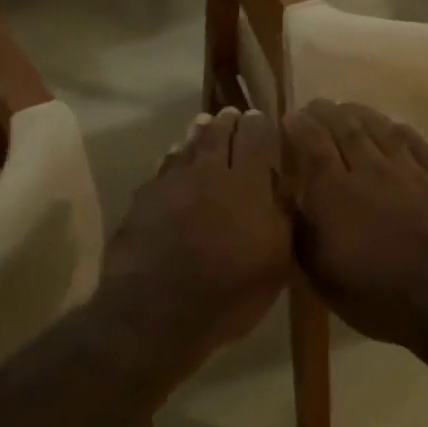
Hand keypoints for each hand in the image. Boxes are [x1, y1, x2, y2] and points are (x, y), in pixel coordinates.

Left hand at [97, 108, 296, 387]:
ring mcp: (171, 183)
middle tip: (232, 114)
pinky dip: (172, 158)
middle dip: (228, 122)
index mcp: (247, 184)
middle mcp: (209, 173)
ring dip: (198, 133)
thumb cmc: (228, 293)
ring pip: (187, 147)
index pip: (257, 139)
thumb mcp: (276, 262)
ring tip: (204, 123)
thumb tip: (284, 185)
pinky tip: (173, 158)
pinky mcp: (143, 199)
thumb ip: (283, 217)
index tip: (262, 117)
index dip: (261, 126)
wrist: (156, 312)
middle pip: (219, 135)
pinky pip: (162, 168)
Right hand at [283, 100, 427, 352]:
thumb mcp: (321, 274)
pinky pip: (417, 144)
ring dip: (361, 114)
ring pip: (381, 129)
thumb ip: (300, 231)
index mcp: (334, 191)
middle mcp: (370, 170)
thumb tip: (286, 198)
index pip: (311, 143)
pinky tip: (395, 127)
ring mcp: (409, 172)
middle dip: (326, 112)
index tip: (289, 117)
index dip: (298, 126)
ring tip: (349, 108)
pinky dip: (401, 131)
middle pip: (345, 128)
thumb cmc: (376, 294)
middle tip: (315, 106)